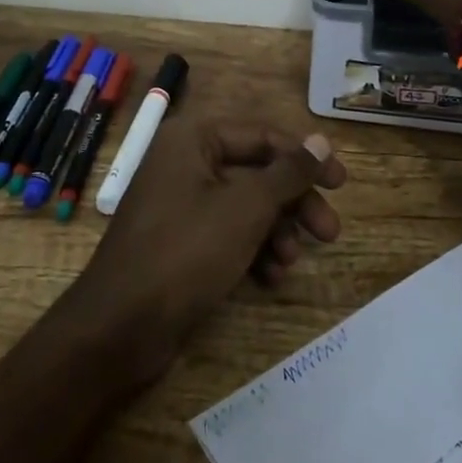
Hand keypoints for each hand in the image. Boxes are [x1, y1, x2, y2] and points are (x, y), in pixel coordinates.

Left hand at [71, 119, 346, 382]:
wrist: (120, 326)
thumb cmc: (185, 251)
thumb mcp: (246, 208)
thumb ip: (287, 173)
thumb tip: (321, 141)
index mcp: (193, 139)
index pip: (262, 136)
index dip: (305, 158)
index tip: (342, 183)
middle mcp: (185, 161)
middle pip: (256, 172)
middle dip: (293, 203)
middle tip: (329, 233)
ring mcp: (180, 202)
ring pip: (245, 205)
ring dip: (275, 231)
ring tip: (291, 261)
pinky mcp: (180, 240)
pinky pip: (226, 231)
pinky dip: (252, 249)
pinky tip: (270, 277)